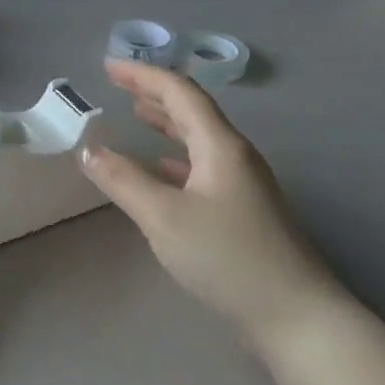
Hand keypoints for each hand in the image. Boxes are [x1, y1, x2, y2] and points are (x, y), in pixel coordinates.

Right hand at [79, 59, 329, 345]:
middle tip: (118, 85)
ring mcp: (242, 184)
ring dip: (166, 123)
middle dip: (154, 93)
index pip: (180, 93)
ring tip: (136, 115)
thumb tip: (88, 150)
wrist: (296, 317)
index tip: (108, 67)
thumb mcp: (164, 217)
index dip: (143, 75)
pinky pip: (202, 166)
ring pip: (198, 139)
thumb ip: (123, 180)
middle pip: (192, 111)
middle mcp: (234, 156)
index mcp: (220, 146)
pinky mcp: (243, 211)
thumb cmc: (228, 258)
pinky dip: (175, 158)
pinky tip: (161, 169)